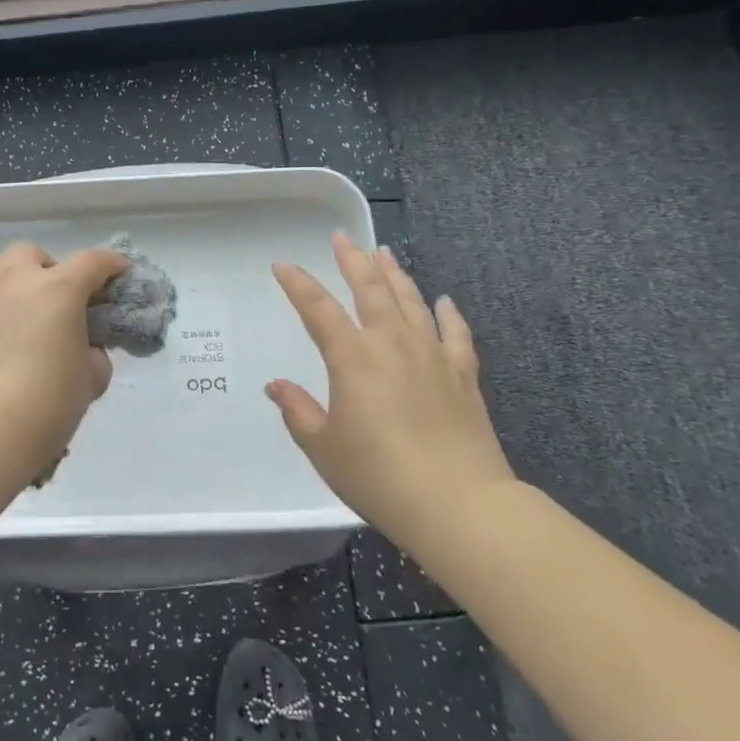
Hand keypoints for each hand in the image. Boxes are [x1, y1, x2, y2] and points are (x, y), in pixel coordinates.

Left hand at [0, 241, 129, 483]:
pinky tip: (0, 342)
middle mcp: (16, 280)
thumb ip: (93, 357)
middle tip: (61, 304)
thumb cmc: (44, 404)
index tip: (121, 274)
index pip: (93, 262)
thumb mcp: (89, 382)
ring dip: (15, 280)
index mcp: (58, 288)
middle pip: (36, 256)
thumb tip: (84, 352)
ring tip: (24, 312)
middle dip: (52, 272)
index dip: (112, 265)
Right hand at [267, 233, 515, 548]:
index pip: (318, 308)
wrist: (459, 503)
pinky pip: (455, 333)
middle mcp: (391, 343)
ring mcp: (432, 355)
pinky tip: (444, 301)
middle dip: (352, 261)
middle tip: (342, 237)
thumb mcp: (323, 447)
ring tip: (385, 253)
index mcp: (352, 357)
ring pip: (411, 301)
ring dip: (395, 274)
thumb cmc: (379, 476)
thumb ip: (298, 411)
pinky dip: (448, 314)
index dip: (298, 284)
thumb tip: (276, 386)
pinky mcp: (463, 375)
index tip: (283, 265)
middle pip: (369, 290)